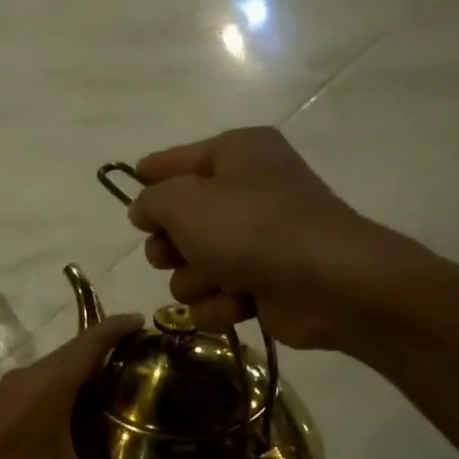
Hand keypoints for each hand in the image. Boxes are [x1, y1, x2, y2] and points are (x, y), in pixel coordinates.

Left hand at [0, 317, 200, 458]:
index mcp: (50, 385)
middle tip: (145, 370)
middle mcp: (25, 380)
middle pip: (73, 354)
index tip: (148, 322)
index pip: (92, 340)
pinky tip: (68, 427)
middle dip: (108, 355)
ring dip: (79, 377)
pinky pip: (33, 391)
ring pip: (50, 374)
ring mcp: (1, 397)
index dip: (121, 327)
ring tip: (114, 396)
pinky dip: (57, 395)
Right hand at [127, 127, 427, 348]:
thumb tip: (145, 210)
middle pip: (180, 221)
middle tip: (172, 254)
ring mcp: (258, 241)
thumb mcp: (185, 201)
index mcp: (237, 154)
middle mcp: (248, 191)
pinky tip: (237, 305)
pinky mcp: (264, 284)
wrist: (329, 283)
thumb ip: (151, 201)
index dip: (150, 175)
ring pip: (192, 267)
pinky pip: (217, 296)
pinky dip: (220, 304)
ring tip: (217, 282)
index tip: (129, 189)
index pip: (178, 158)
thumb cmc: (252, 228)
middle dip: (170, 246)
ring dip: (195, 281)